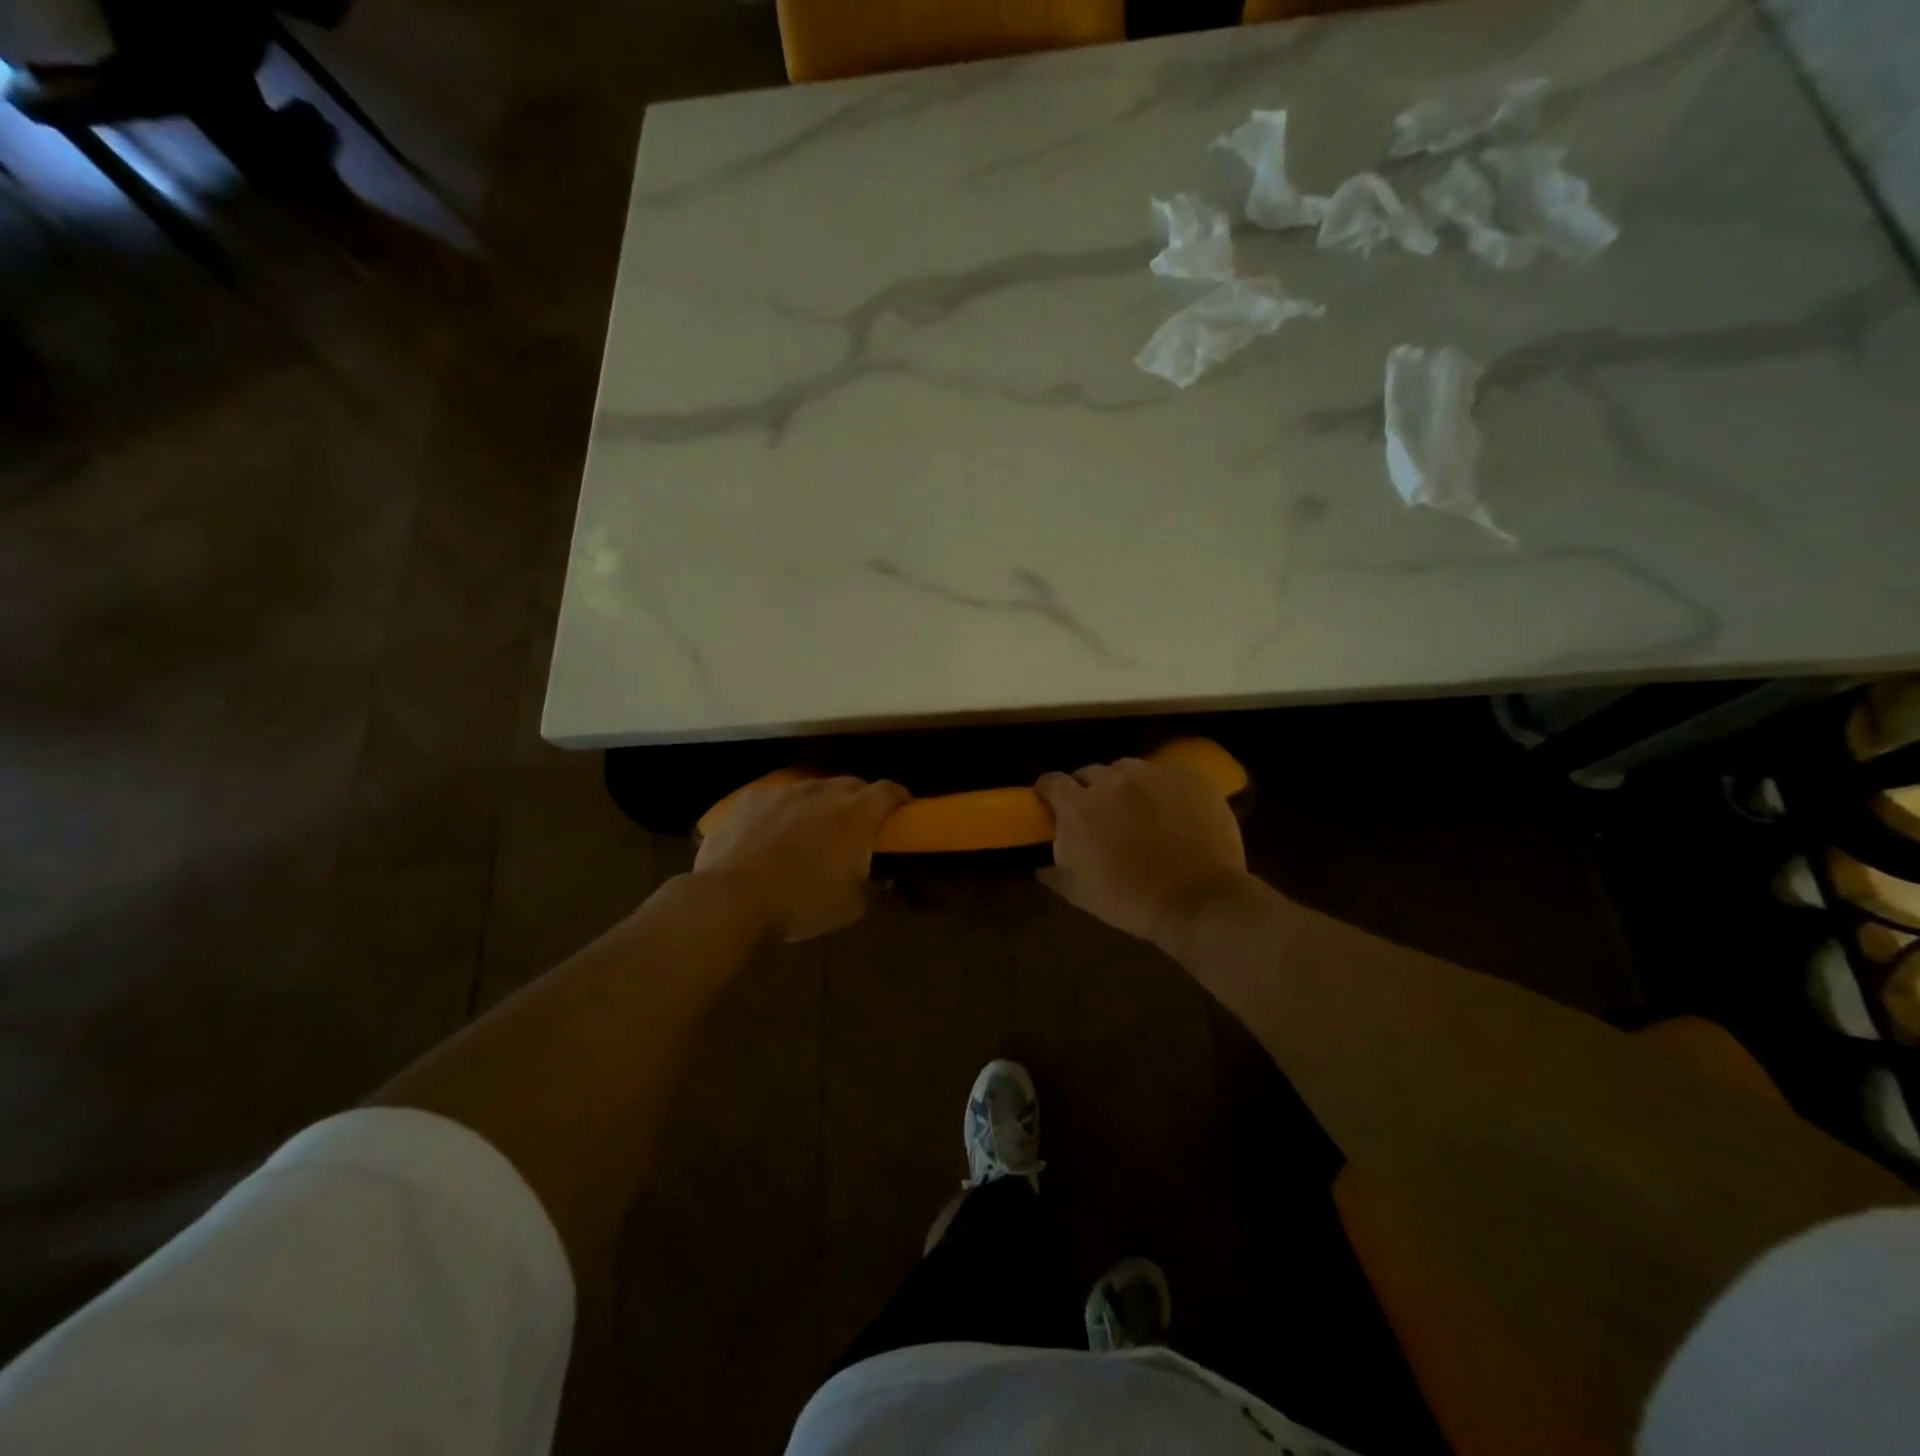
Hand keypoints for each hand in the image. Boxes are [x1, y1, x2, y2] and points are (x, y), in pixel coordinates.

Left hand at [694, 775, 908, 942]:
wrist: (731, 898)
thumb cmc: (800, 903)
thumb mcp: (850, 907)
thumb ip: (870, 886)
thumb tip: (873, 878)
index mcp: (855, 814)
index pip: (888, 791)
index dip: (899, 798)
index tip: (902, 808)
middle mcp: (822, 792)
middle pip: (851, 784)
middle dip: (859, 800)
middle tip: (856, 826)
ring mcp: (783, 791)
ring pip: (812, 788)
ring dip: (820, 804)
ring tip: (811, 830)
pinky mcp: (750, 798)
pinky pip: (776, 798)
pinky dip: (783, 811)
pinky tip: (771, 834)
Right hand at [1035, 757, 1246, 943]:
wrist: (1197, 901)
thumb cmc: (1129, 900)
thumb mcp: (1078, 892)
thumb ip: (1053, 871)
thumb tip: (1040, 865)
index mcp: (1078, 807)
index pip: (1051, 781)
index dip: (1049, 791)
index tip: (1052, 802)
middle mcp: (1112, 781)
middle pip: (1090, 772)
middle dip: (1089, 789)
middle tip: (1099, 813)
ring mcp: (1153, 774)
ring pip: (1128, 769)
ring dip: (1125, 785)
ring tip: (1137, 808)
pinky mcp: (1188, 777)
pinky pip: (1166, 774)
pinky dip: (1161, 788)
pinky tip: (1171, 810)